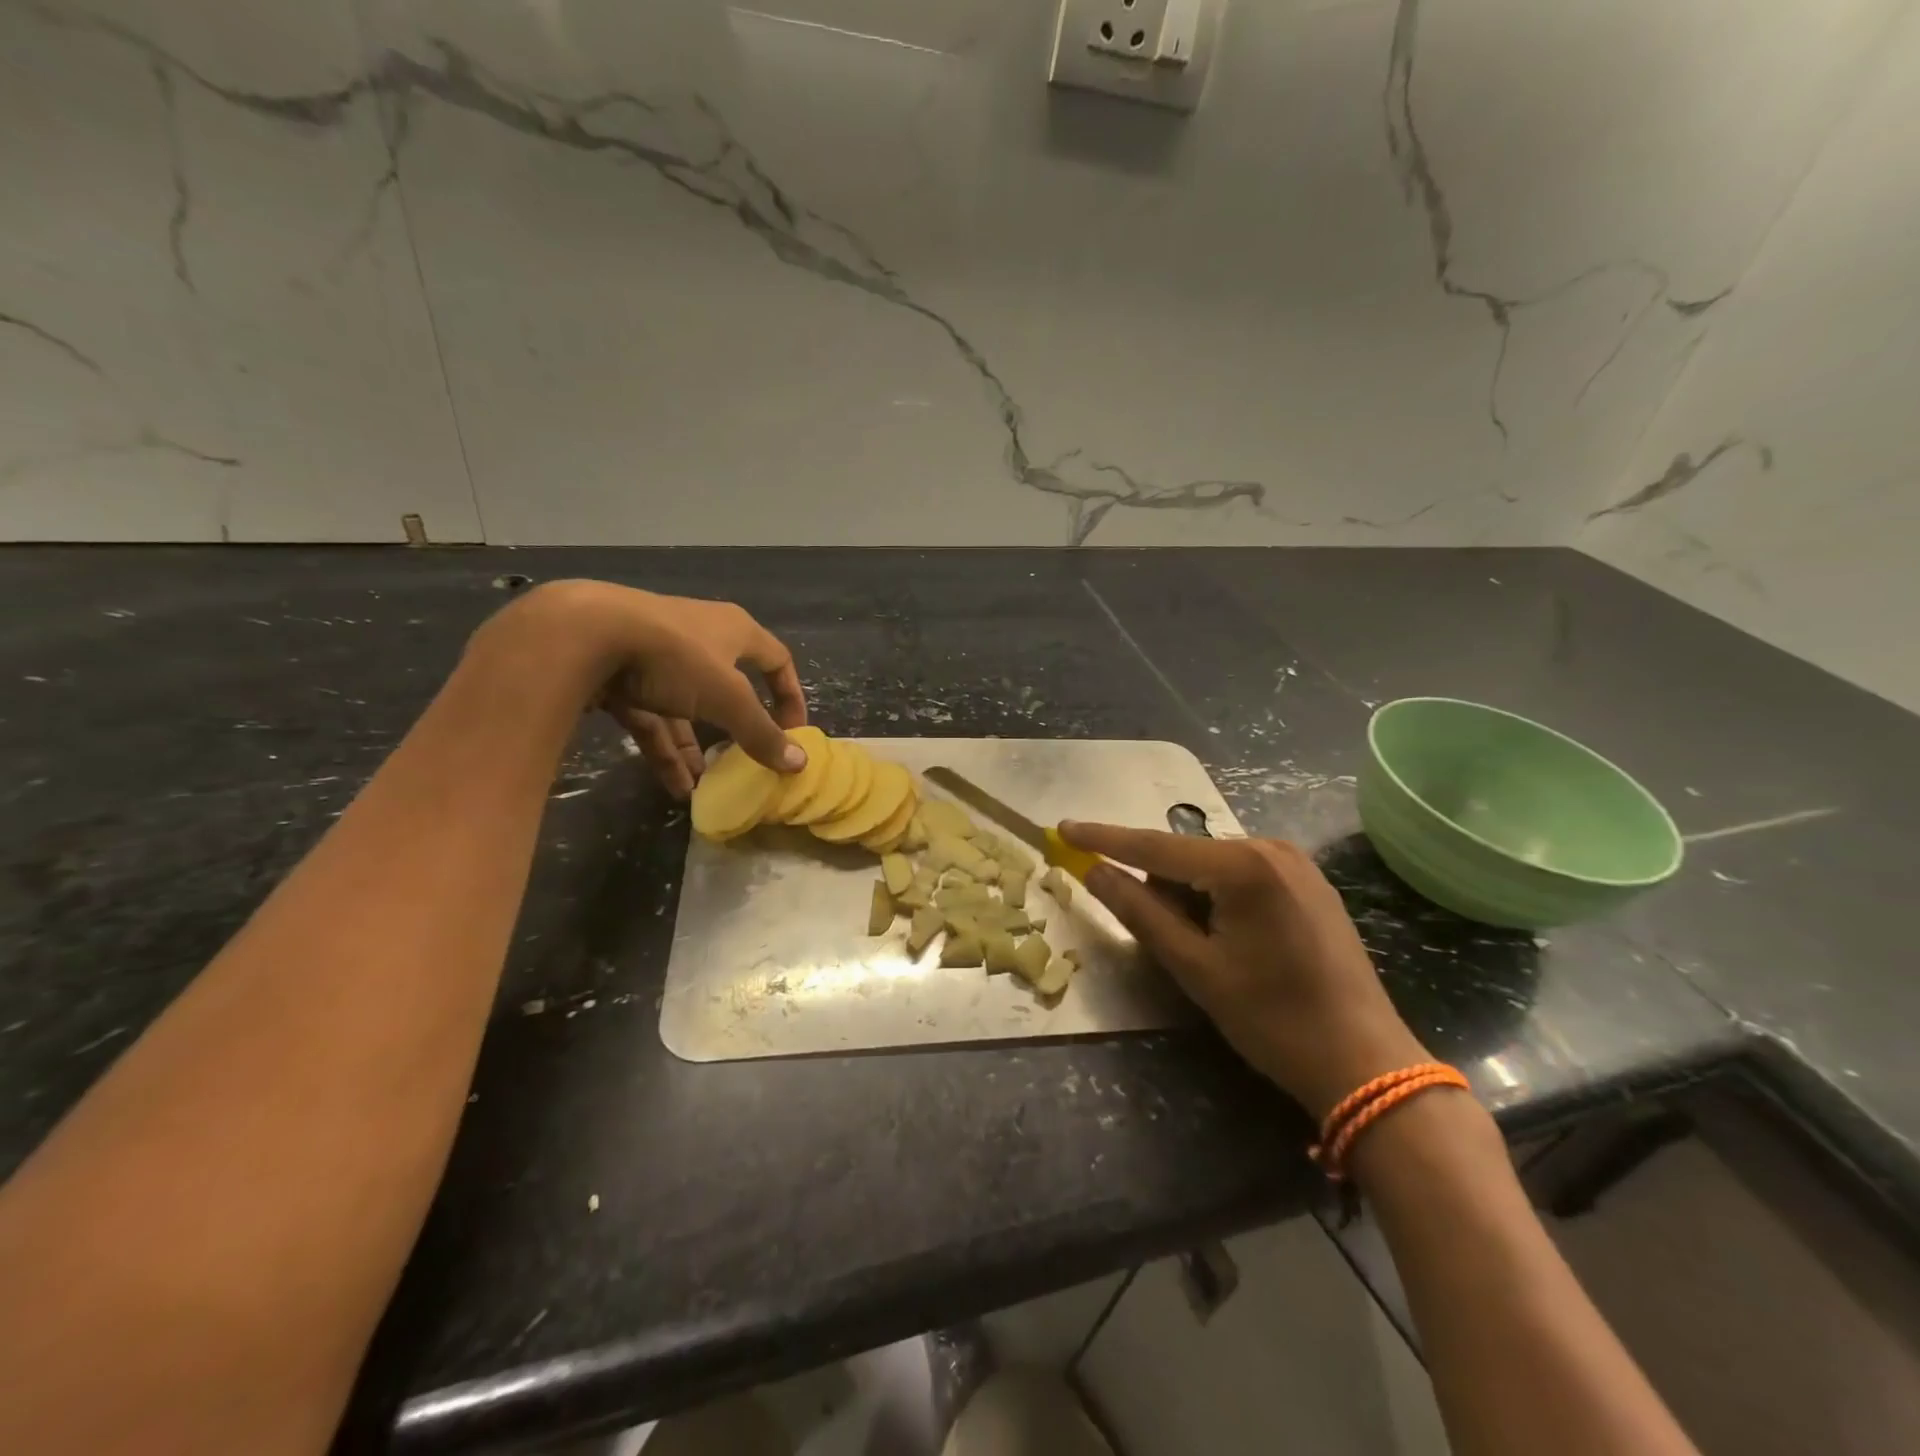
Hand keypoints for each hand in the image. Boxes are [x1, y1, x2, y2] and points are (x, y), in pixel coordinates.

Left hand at [480, 580, 808, 797]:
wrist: (583, 633)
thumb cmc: (674, 656)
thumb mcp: (728, 698)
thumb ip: (761, 733)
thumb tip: (799, 764)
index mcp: (734, 631)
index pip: (777, 660)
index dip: (790, 695)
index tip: (793, 732)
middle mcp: (700, 638)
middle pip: (728, 688)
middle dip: (735, 729)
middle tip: (744, 761)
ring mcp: (657, 657)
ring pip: (686, 709)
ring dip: (695, 748)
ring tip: (703, 787)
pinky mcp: (621, 676)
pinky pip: (652, 718)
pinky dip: (664, 750)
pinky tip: (673, 786)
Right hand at [1060, 823, 1428, 1119]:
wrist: (1366, 1063)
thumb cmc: (1272, 1019)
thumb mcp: (1195, 968)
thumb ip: (1139, 911)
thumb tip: (1094, 871)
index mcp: (1243, 865)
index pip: (1154, 846)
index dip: (1103, 839)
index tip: (1061, 828)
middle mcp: (1271, 848)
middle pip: (1185, 855)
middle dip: (1158, 885)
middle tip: (1165, 940)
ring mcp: (1296, 862)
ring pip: (1212, 865)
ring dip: (1189, 894)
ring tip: (1207, 950)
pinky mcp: (1309, 882)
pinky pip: (1242, 874)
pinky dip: (1218, 896)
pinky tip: (1231, 938)